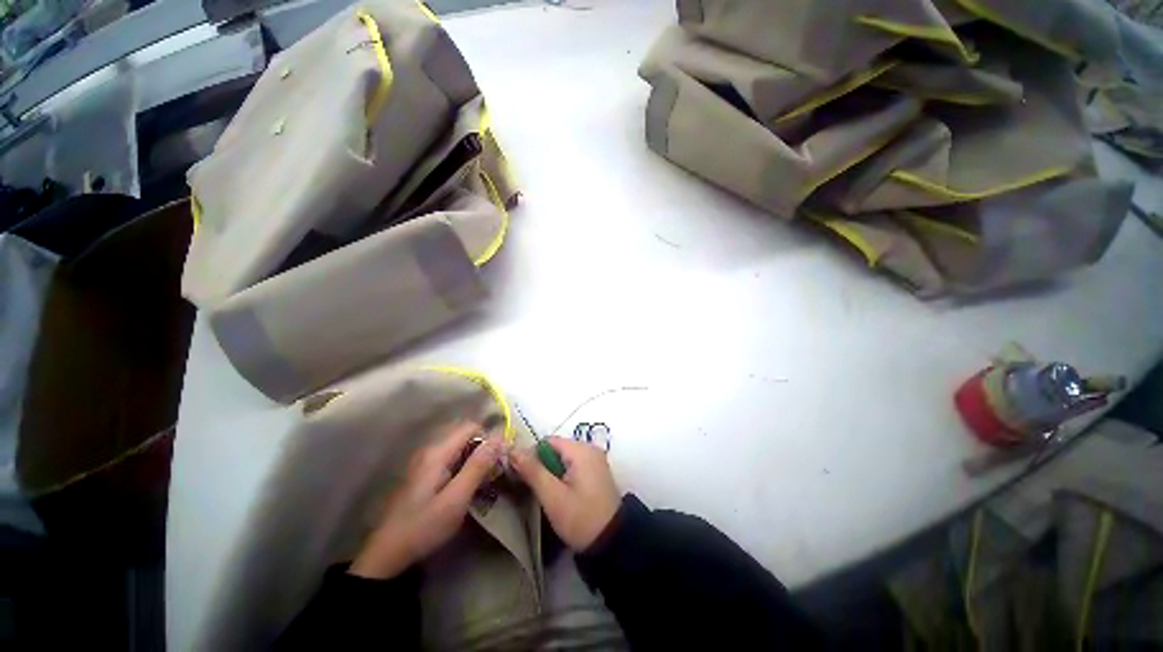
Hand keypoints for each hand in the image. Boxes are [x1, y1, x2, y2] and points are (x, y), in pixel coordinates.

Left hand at [350, 421, 502, 578]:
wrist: (387, 555)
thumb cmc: (424, 526)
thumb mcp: (456, 499)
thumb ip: (478, 466)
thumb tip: (500, 437)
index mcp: (437, 452)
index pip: (471, 427)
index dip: (489, 438)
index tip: (499, 459)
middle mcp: (430, 450)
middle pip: (465, 436)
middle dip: (483, 449)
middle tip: (493, 472)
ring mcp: (425, 462)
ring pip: (459, 448)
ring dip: (475, 459)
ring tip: (484, 481)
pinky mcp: (424, 474)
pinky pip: (451, 459)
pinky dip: (464, 467)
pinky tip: (467, 487)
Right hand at [512, 437, 620, 550]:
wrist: (612, 542)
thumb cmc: (581, 518)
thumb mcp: (553, 496)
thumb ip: (533, 471)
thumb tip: (513, 451)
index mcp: (581, 449)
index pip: (547, 441)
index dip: (531, 455)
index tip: (522, 476)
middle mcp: (590, 448)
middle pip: (556, 448)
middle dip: (542, 465)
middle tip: (533, 488)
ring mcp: (595, 459)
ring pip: (564, 458)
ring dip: (552, 472)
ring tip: (546, 494)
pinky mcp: (597, 471)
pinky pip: (574, 465)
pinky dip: (563, 475)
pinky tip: (560, 494)